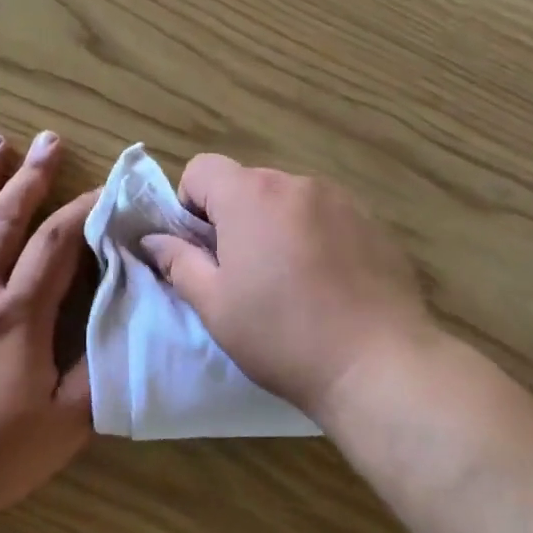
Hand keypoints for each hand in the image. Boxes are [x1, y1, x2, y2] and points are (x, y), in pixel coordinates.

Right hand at [142, 154, 435, 424]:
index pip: (202, 169)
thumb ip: (179, 263)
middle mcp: (297, 183)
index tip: (203, 250)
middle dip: (235, 218)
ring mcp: (342, 200)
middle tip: (243, 274)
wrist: (378, 364)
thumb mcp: (215, 306)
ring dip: (277, 226)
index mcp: (252, 195)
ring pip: (289, 201)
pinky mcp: (374, 223)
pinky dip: (315, 237)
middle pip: (248, 184)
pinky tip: (328, 284)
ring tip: (291, 281)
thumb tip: (154, 240)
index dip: (190, 205)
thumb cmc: (282, 336)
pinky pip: (327, 217)